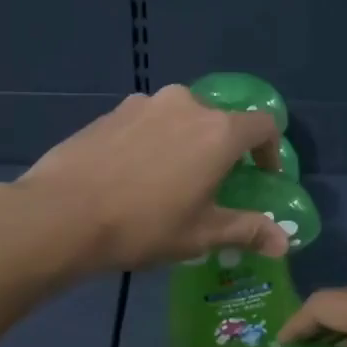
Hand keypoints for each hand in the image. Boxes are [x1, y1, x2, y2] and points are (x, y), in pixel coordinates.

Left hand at [17, 86, 287, 273]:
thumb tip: (283, 243)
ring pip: (181, 119)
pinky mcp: (112, 111)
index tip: (261, 177)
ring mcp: (145, 103)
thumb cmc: (144, 225)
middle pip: (220, 120)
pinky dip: (153, 141)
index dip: (270, 151)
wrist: (63, 213)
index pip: (263, 125)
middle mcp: (187, 104)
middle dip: (223, 149)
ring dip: (186, 142)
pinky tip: (132, 174)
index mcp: (218, 131)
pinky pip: (148, 121)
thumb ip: (247, 230)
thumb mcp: (201, 234)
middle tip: (211, 185)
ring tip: (168, 180)